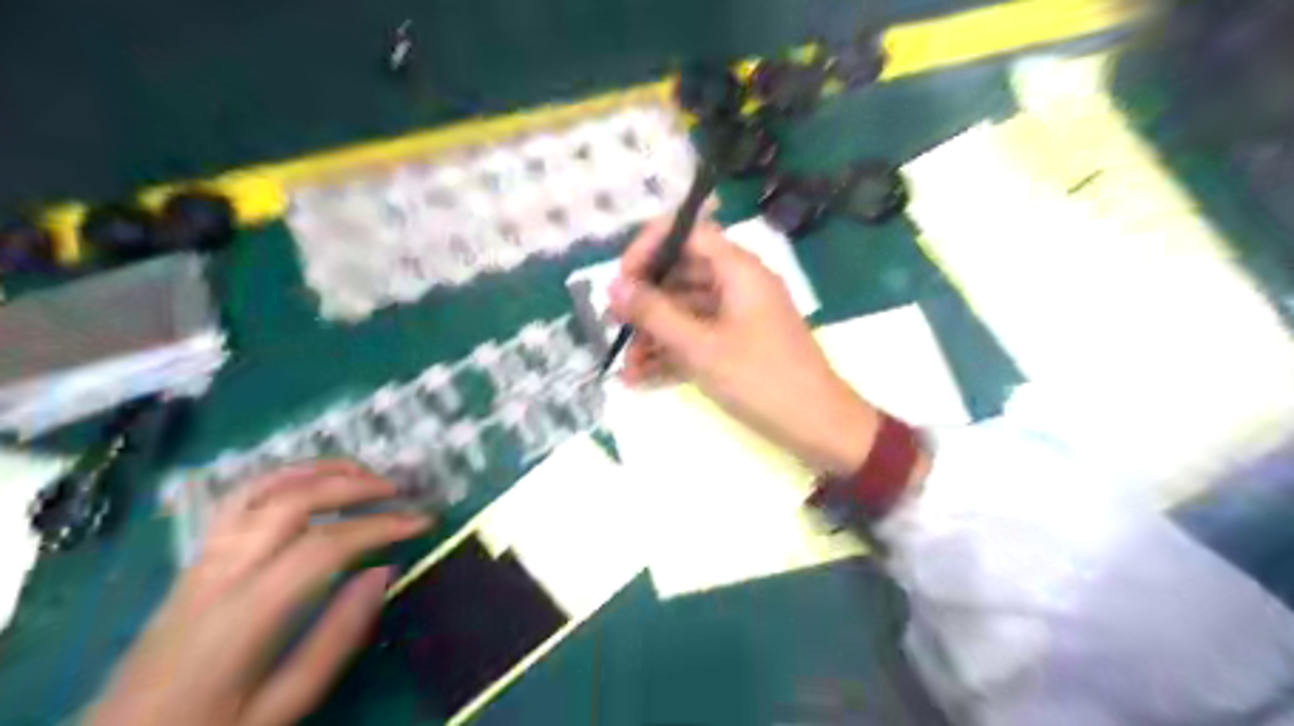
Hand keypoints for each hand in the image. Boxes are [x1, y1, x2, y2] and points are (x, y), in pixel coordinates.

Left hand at [92, 463, 435, 725]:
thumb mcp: (281, 708)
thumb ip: (335, 639)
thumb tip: (384, 572)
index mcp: (243, 616)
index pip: (324, 546)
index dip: (380, 526)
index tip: (422, 520)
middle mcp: (218, 575)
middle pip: (289, 502)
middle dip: (352, 485)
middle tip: (398, 489)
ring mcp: (199, 563)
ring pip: (256, 490)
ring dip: (315, 471)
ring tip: (360, 472)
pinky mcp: (192, 563)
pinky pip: (236, 502)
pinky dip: (280, 479)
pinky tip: (309, 484)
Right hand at [606, 214, 879, 476]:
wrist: (820, 428)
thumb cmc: (762, 380)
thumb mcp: (702, 347)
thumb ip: (655, 314)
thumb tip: (614, 285)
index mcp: (738, 270)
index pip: (688, 233)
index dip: (650, 247)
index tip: (622, 279)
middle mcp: (738, 285)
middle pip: (681, 274)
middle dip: (645, 301)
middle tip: (614, 326)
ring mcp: (738, 317)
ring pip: (685, 311)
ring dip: (653, 335)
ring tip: (625, 368)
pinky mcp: (737, 346)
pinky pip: (697, 338)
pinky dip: (671, 354)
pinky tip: (641, 379)